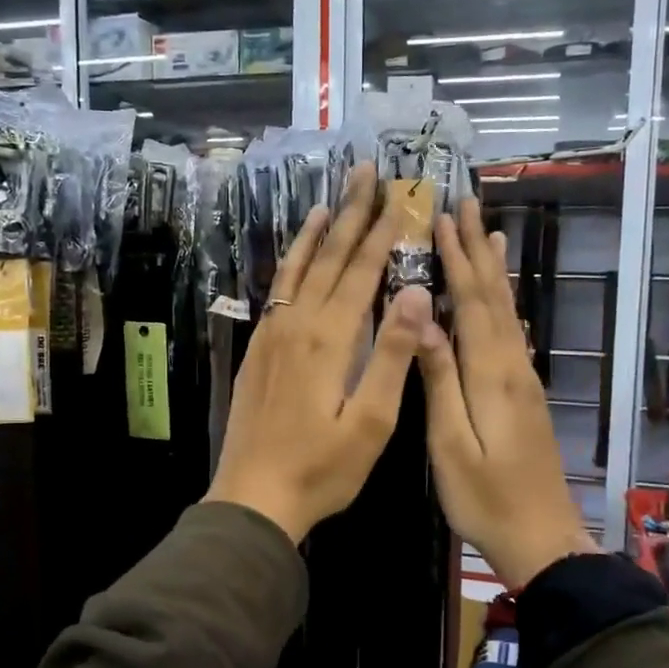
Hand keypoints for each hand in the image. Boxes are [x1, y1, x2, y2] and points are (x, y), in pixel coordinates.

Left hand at [205, 163, 433, 544]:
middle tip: (365, 172)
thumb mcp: (372, 421)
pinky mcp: (258, 350)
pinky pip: (277, 291)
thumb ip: (393, 354)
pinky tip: (297, 257)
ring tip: (330, 199)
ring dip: (317, 233)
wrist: (254, 495)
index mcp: (330, 339)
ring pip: (297, 269)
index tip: (398, 195)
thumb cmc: (322, 467)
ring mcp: (272, 335)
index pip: (361, 272)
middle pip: (329, 259)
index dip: (382, 232)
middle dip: (351, 214)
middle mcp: (298, 324)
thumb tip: (414, 292)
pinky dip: (291, 264)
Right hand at [417, 199, 596, 591]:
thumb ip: (438, 380)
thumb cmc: (485, 497)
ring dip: (495, 270)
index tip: (442, 218)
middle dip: (480, 249)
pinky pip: (512, 333)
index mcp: (491, 374)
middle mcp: (512, 365)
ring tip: (492, 233)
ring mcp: (523, 380)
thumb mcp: (450, 443)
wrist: (542, 539)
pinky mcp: (526, 394)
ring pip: (508, 311)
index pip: (471, 302)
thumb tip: (421, 319)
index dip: (457, 258)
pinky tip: (503, 298)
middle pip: (495, 297)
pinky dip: (504, 304)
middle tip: (468, 204)